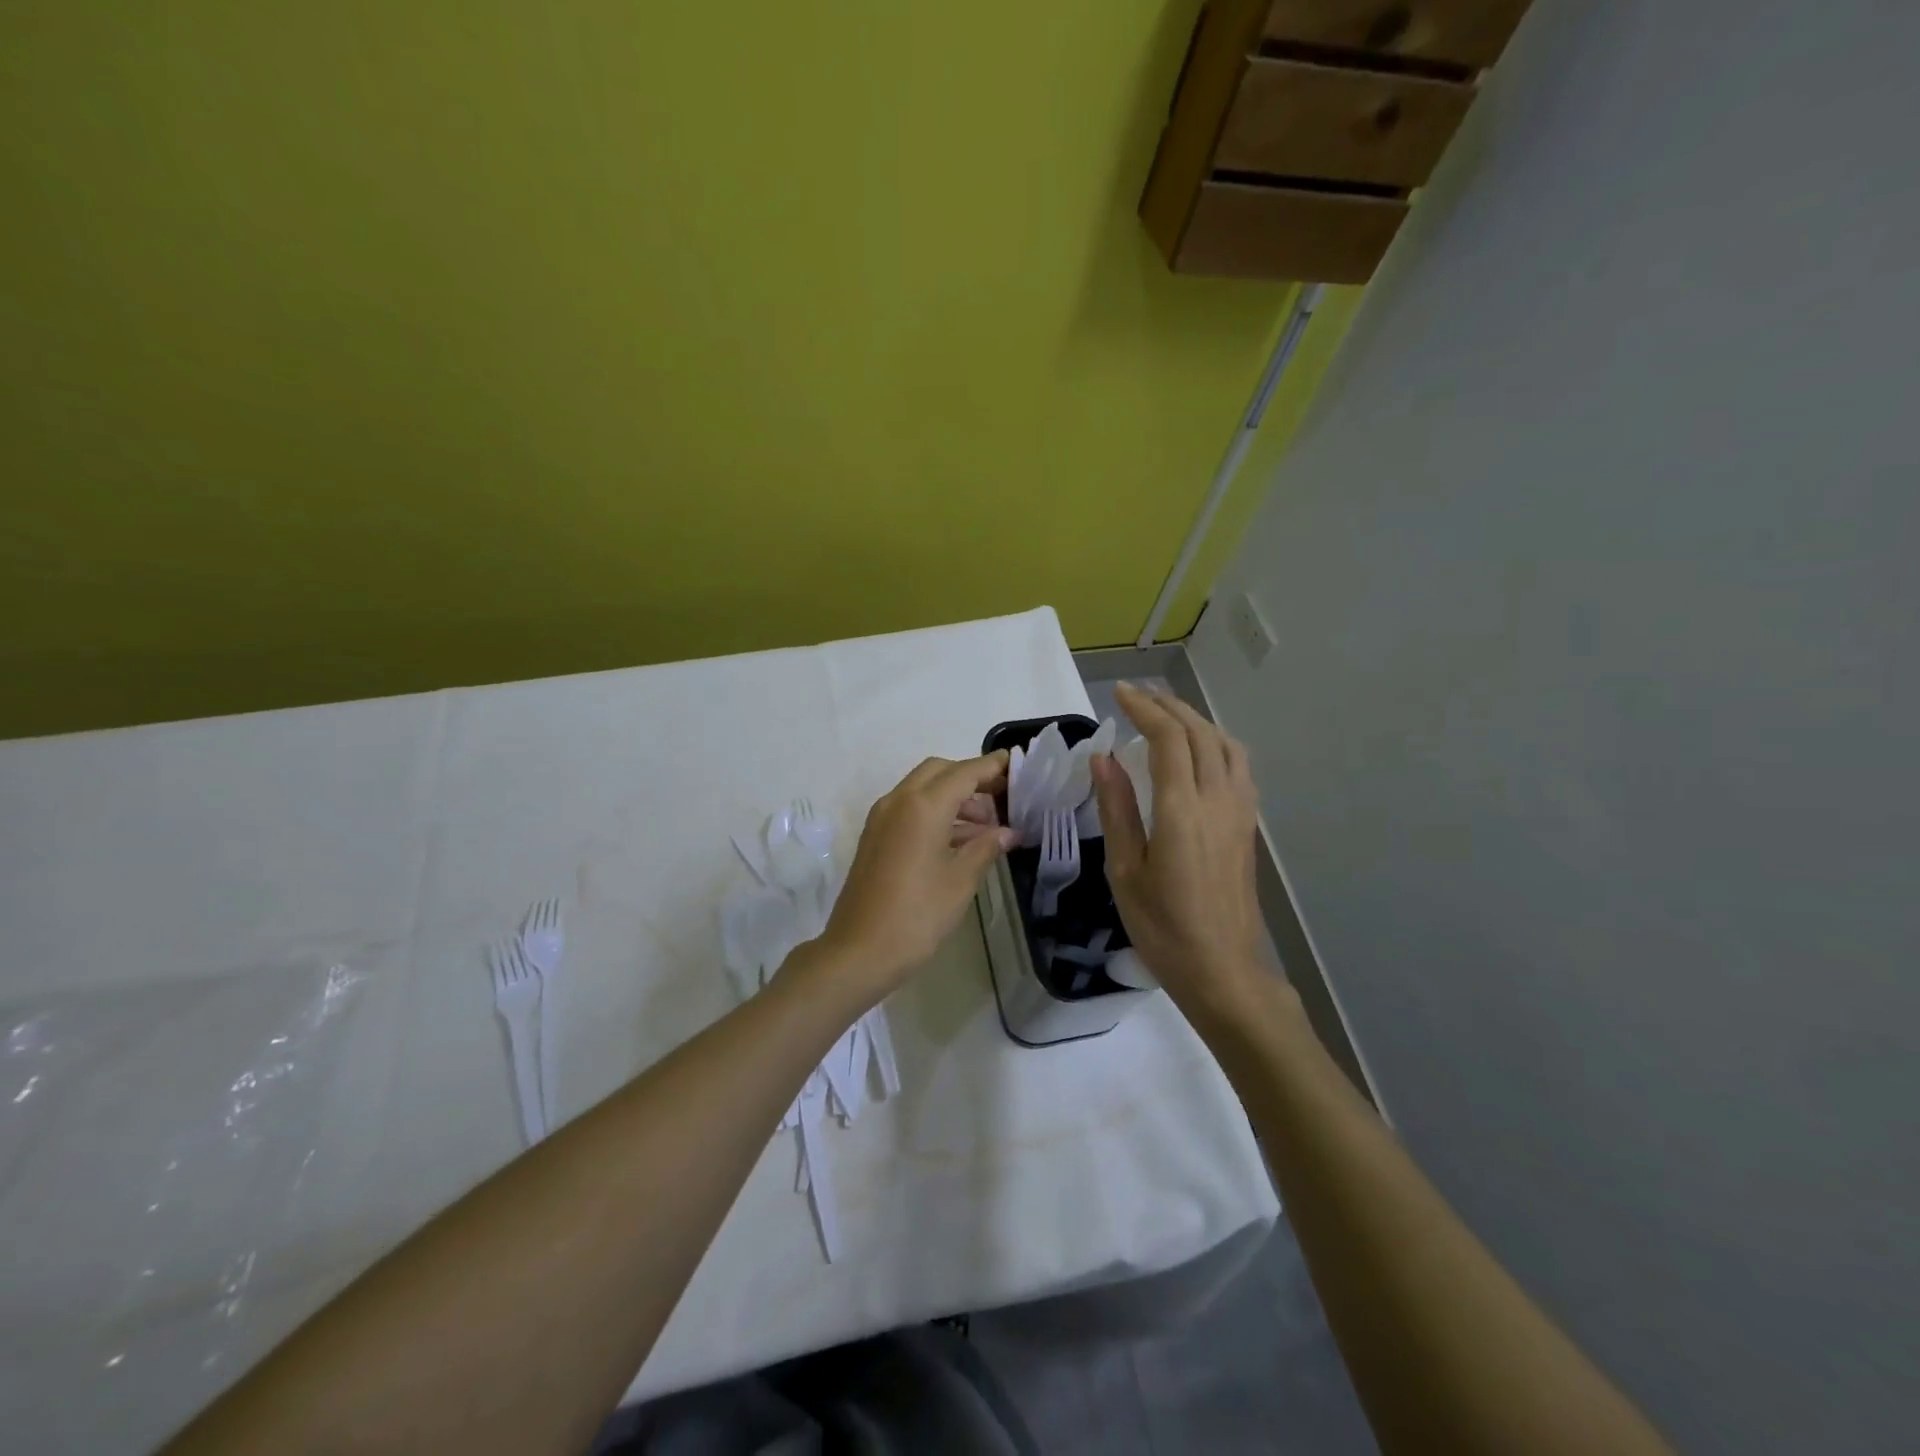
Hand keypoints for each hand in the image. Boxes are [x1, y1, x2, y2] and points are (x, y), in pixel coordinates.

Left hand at [816, 753, 1017, 1000]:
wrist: (858, 952)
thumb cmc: (916, 916)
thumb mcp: (960, 881)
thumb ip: (986, 848)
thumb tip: (1008, 832)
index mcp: (923, 806)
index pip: (964, 772)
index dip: (992, 767)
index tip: (1016, 765)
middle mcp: (898, 801)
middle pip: (940, 772)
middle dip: (971, 778)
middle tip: (1002, 798)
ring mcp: (882, 818)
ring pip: (923, 789)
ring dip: (954, 797)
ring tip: (988, 826)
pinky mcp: (875, 836)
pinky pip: (910, 809)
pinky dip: (936, 813)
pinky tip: (960, 840)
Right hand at [1093, 683, 1266, 1011]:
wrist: (1222, 969)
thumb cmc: (1162, 926)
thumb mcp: (1125, 870)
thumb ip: (1116, 809)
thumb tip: (1103, 759)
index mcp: (1182, 810)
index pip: (1168, 739)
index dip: (1144, 709)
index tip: (1119, 694)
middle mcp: (1218, 800)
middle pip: (1200, 733)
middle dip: (1168, 706)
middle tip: (1138, 695)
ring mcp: (1240, 812)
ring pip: (1226, 745)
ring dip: (1196, 720)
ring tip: (1167, 715)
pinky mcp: (1248, 826)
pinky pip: (1238, 767)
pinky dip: (1216, 743)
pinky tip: (1200, 752)